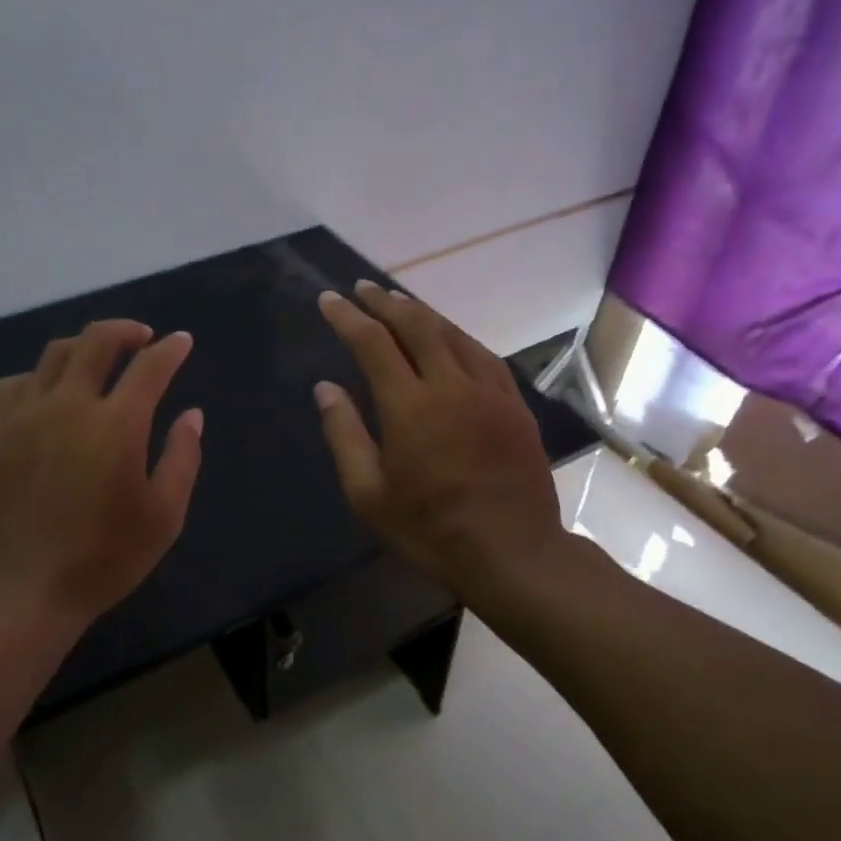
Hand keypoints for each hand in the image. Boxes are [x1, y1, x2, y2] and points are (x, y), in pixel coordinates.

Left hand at [0, 319, 202, 637]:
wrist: (19, 591)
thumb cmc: (102, 559)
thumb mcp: (163, 517)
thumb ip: (182, 458)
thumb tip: (192, 414)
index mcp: (116, 425)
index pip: (150, 367)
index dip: (171, 349)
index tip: (182, 342)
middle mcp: (68, 406)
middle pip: (96, 341)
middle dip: (125, 330)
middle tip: (142, 338)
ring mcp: (24, 415)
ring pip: (54, 354)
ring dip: (85, 346)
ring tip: (100, 358)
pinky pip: (15, 382)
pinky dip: (41, 375)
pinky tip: (50, 392)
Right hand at [315, 282, 562, 592]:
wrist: (513, 552)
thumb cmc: (430, 530)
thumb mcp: (369, 495)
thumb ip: (345, 435)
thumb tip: (325, 388)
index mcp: (410, 407)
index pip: (373, 344)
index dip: (348, 317)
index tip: (330, 299)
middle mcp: (451, 386)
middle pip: (416, 326)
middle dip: (385, 302)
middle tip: (363, 288)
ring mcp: (489, 392)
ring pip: (453, 334)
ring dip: (422, 313)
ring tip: (399, 302)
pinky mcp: (515, 404)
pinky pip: (483, 355)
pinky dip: (458, 336)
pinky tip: (449, 336)